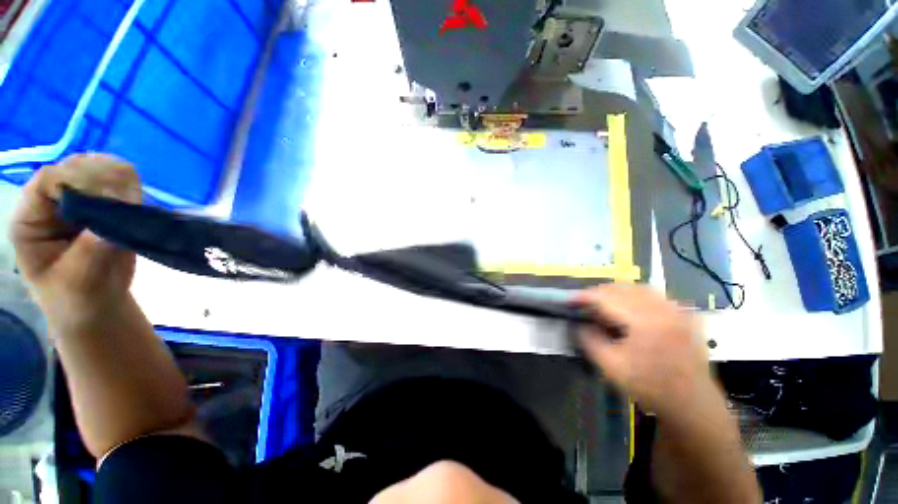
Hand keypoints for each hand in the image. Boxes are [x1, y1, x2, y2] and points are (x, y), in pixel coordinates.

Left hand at [11, 154, 141, 328]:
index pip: (50, 180)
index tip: (115, 201)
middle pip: (77, 167)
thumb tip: (122, 208)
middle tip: (129, 206)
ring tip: (134, 208)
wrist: (97, 307)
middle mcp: (50, 201)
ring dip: (123, 183)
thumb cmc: (78, 300)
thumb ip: (93, 247)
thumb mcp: (79, 281)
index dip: (82, 183)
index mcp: (30, 219)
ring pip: (101, 167)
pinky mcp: (103, 203)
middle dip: (107, 181)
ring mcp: (77, 200)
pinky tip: (136, 207)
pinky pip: (120, 181)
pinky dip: (133, 189)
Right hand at [576, 284, 713, 416]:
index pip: (607, 298)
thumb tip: (579, 323)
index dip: (585, 296)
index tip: (569, 300)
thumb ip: (589, 340)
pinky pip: (655, 296)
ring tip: (604, 303)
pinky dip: (636, 296)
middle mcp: (664, 309)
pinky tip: (630, 308)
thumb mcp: (610, 366)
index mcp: (646, 321)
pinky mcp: (685, 315)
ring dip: (617, 293)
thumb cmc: (650, 387)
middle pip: (623, 288)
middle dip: (599, 293)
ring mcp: (678, 310)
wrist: (693, 405)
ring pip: (639, 288)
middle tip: (584, 303)